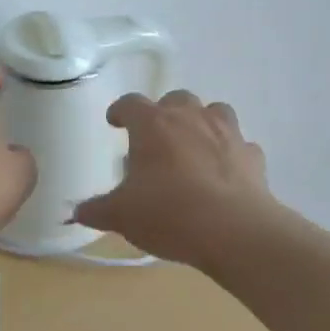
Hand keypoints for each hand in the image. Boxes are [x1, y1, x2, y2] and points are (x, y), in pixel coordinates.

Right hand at [71, 90, 276, 269]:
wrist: (234, 231)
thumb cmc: (168, 214)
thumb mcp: (121, 216)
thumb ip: (97, 210)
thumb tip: (76, 212)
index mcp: (153, 124)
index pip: (130, 103)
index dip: (120, 111)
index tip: (114, 122)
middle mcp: (190, 118)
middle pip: (175, 99)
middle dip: (164, 113)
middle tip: (156, 138)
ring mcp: (226, 133)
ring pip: (215, 111)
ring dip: (202, 122)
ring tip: (194, 146)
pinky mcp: (252, 155)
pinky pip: (240, 145)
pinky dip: (231, 153)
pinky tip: (224, 172)